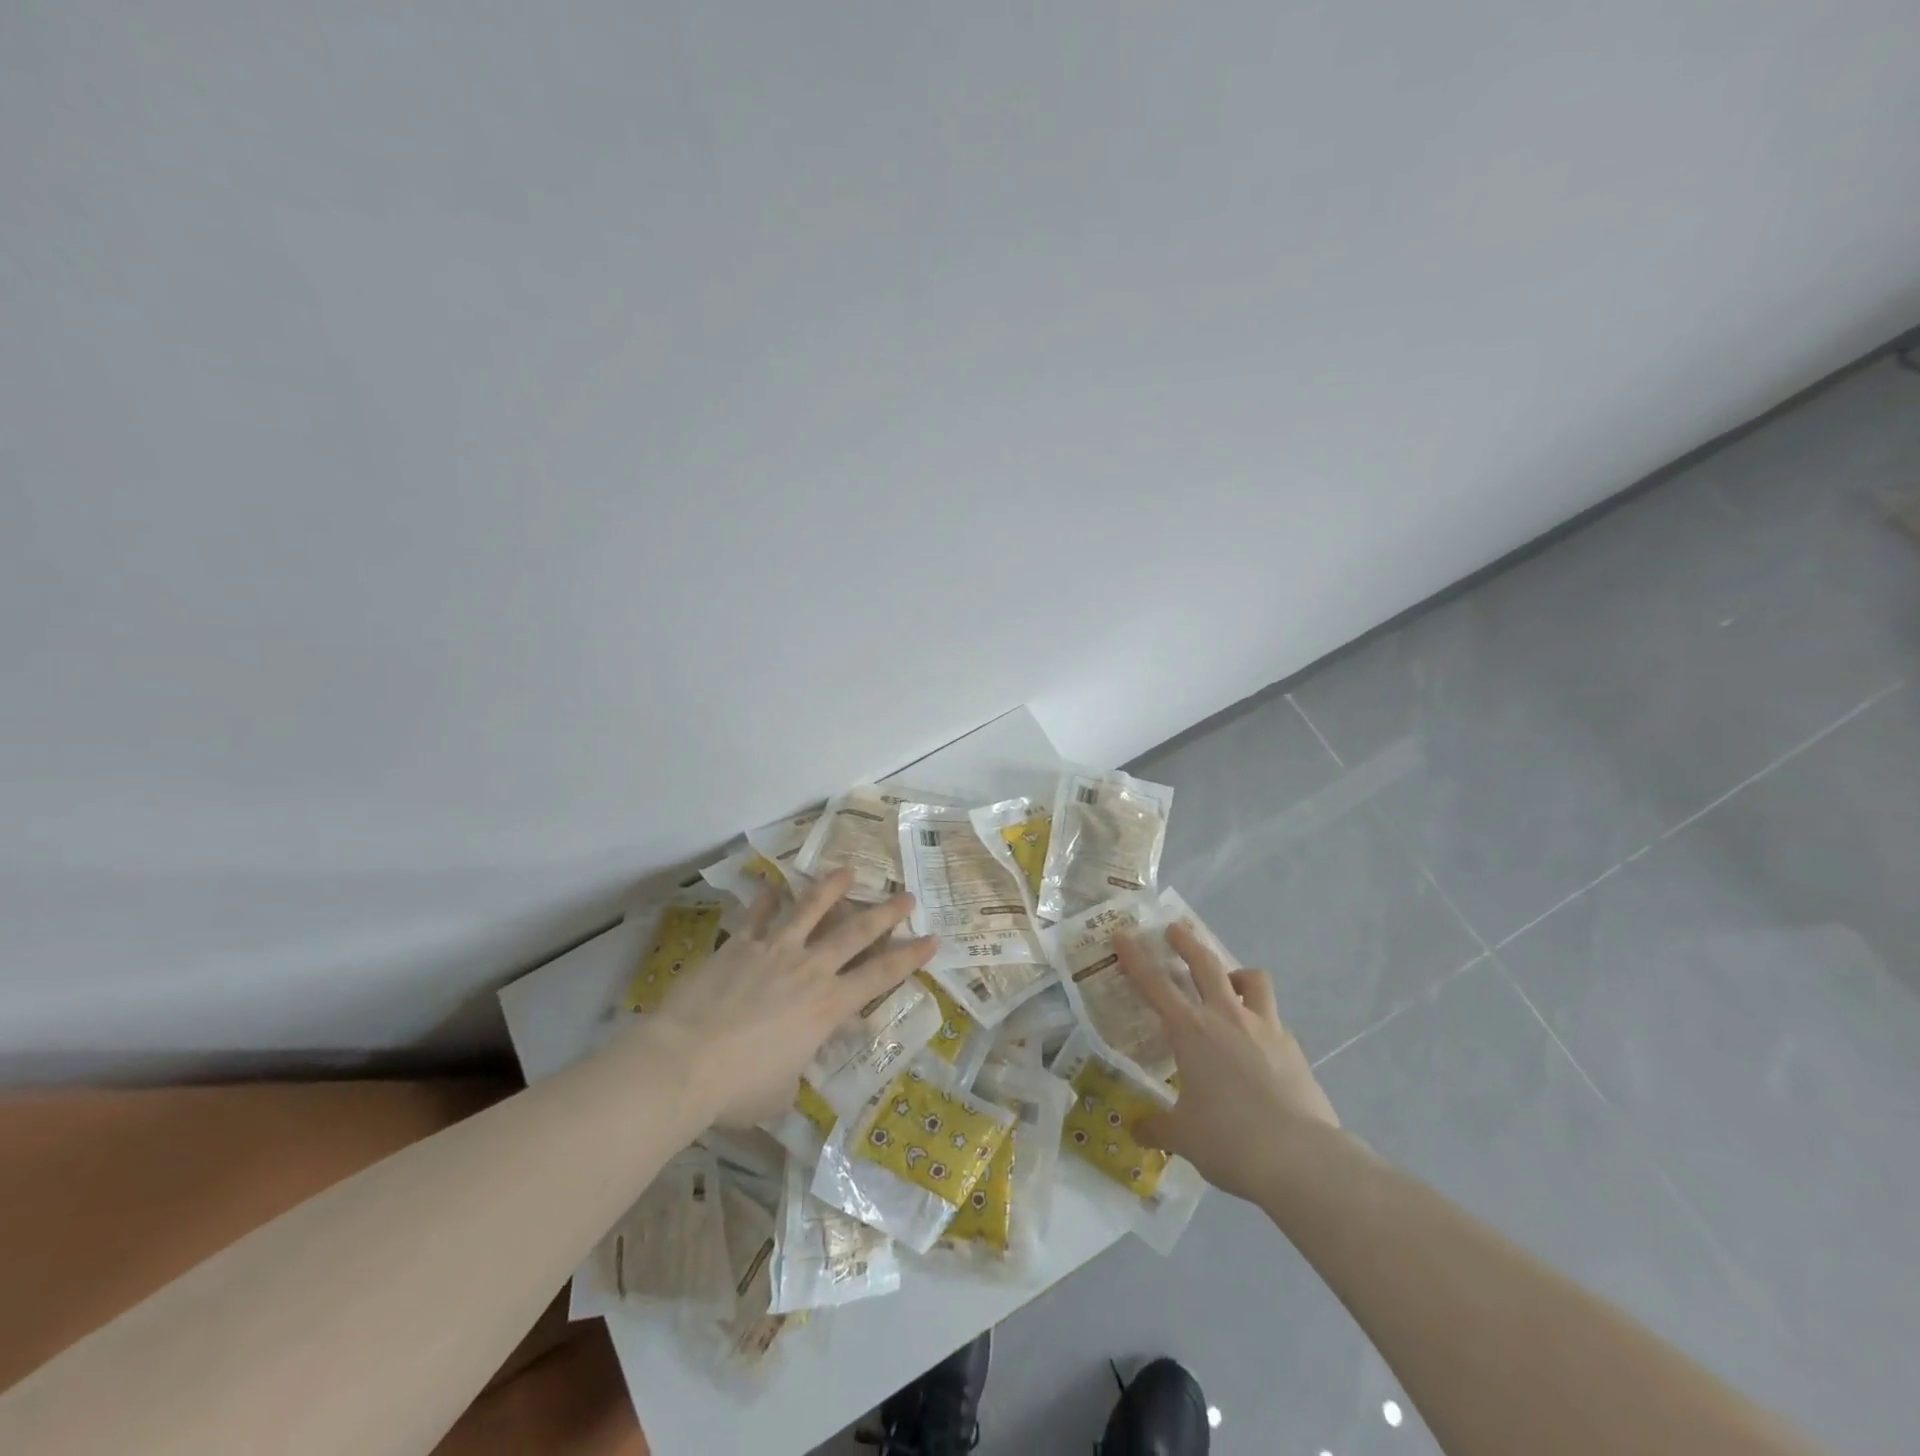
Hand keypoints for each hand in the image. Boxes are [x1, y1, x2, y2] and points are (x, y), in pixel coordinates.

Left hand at [636, 869, 936, 1128]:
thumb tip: (793, 1067)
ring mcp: (773, 951)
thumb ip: (796, 1071)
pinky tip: (772, 886)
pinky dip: (766, 900)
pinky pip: (757, 916)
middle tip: (906, 896)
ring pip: (810, 910)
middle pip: (855, 933)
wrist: (684, 1063)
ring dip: (831, 888)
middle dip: (885, 914)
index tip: (932, 939)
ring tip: (847, 871)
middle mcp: (809, 970)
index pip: (880, 977)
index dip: (910, 958)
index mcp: (827, 1007)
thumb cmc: (739, 1088)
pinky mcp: (738, 946)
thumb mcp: (782, 1092)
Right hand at [1114, 922, 1338, 1202]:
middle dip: (1186, 942)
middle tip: (1175, 930)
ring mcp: (1264, 1027)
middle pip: (1205, 964)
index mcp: (1190, 1031)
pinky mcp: (1293, 1047)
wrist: (1300, 1158)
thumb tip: (1136, 1130)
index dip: (1135, 958)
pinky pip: (1273, 1018)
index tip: (1122, 935)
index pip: (1154, 984)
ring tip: (1228, 981)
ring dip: (1235, 973)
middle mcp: (1226, 1017)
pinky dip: (1261, 1018)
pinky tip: (1258, 1040)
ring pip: (1252, 980)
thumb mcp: (1183, 1137)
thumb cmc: (1229, 1140)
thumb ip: (1157, 1128)